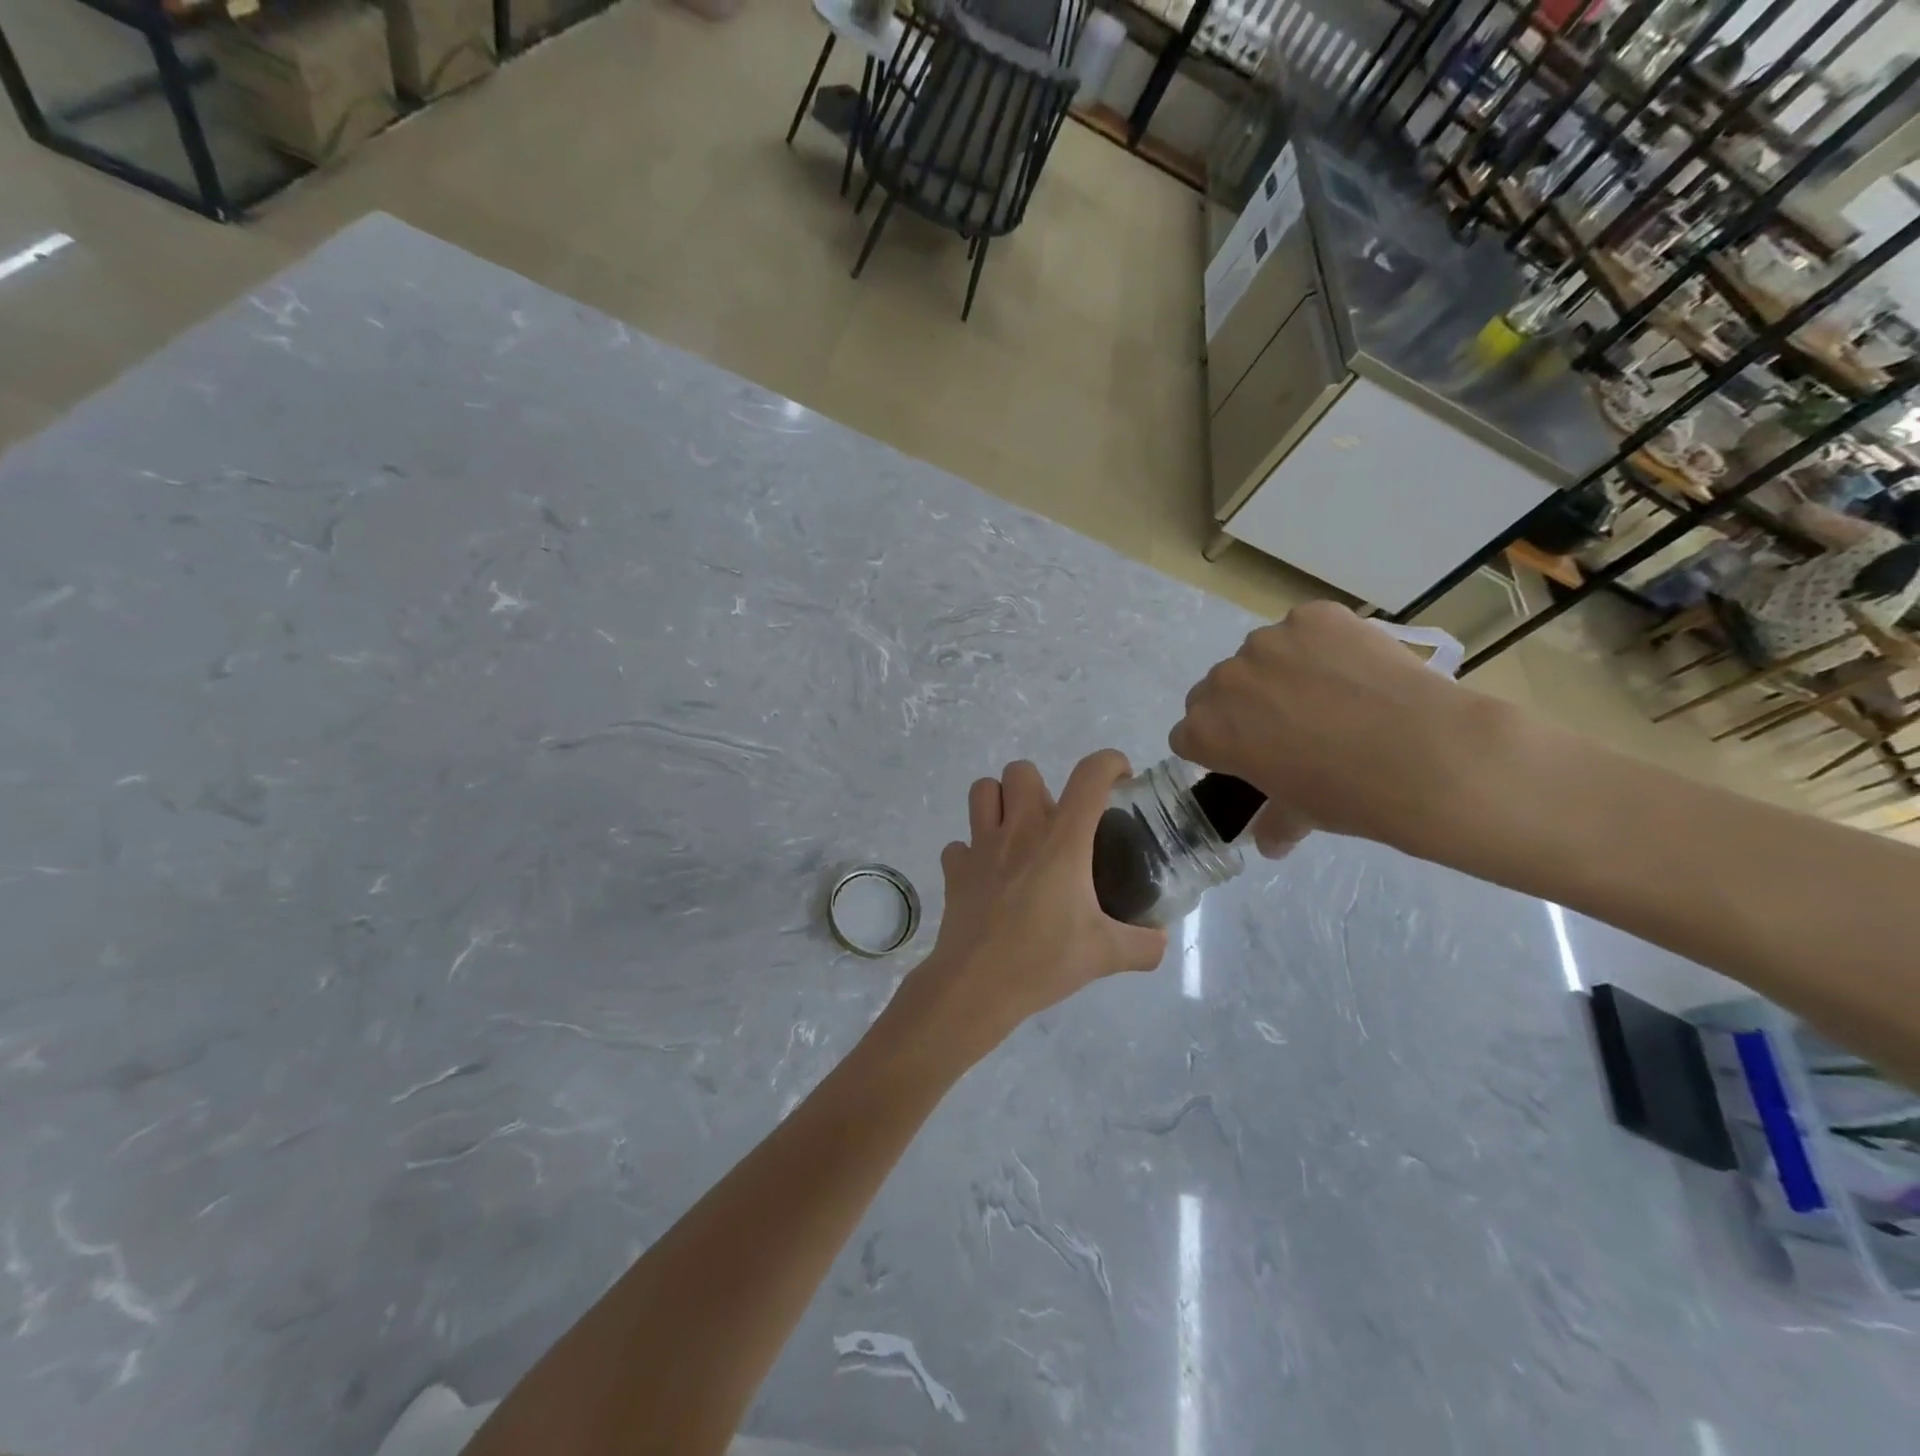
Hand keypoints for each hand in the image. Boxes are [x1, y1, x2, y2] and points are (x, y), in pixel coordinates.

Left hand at [897, 751, 1168, 1060]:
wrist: (977, 986)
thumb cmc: (1044, 961)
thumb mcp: (1106, 955)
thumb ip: (1144, 945)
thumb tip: (1161, 940)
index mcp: (1061, 840)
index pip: (1089, 777)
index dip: (1109, 763)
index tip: (1120, 779)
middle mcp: (1019, 830)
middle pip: (1022, 770)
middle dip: (1040, 786)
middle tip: (1055, 824)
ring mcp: (980, 846)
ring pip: (982, 791)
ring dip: (1000, 802)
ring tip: (1016, 834)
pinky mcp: (955, 869)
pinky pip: (959, 844)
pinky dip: (971, 853)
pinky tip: (986, 876)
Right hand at [1169, 602, 1513, 857]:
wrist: (1423, 754)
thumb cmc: (1347, 794)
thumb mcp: (1301, 815)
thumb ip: (1274, 822)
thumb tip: (1271, 843)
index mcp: (1206, 731)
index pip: (1189, 734)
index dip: (1217, 747)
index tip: (1248, 756)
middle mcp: (1224, 680)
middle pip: (1218, 690)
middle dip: (1242, 705)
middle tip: (1290, 725)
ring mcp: (1268, 642)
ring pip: (1261, 656)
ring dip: (1281, 672)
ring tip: (1332, 695)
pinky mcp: (1312, 616)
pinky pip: (1305, 629)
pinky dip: (1322, 645)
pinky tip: (1355, 670)